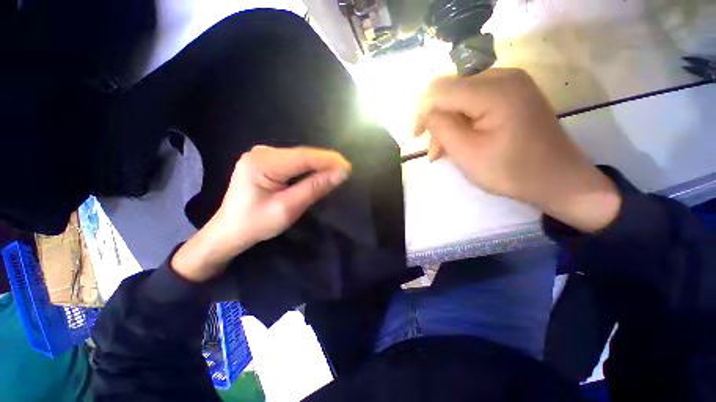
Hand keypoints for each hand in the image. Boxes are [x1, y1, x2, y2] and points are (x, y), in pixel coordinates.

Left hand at [172, 145, 351, 281]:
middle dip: (325, 162)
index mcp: (263, 163)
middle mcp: (262, 152)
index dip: (329, 160)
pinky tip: (318, 173)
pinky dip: (308, 168)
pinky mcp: (265, 161)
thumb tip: (341, 173)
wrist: (229, 230)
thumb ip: (315, 188)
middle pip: (302, 154)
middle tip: (345, 172)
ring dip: (318, 165)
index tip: (348, 168)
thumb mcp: (288, 208)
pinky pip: (293, 161)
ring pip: (300, 157)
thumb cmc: (256, 223)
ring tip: (337, 173)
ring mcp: (262, 155)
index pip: (305, 157)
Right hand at [414, 68, 620, 232]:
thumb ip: (441, 127)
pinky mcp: (512, 95)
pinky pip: (474, 102)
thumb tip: (425, 112)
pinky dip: (462, 121)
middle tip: (434, 150)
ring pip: (459, 97)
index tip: (415, 137)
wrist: (558, 180)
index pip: (440, 89)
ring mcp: (510, 84)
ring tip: (443, 151)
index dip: (421, 111)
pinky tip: (460, 140)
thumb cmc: (512, 171)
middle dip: (435, 119)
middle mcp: (503, 76)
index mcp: (495, 90)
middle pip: (450, 90)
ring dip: (447, 123)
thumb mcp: (467, 153)